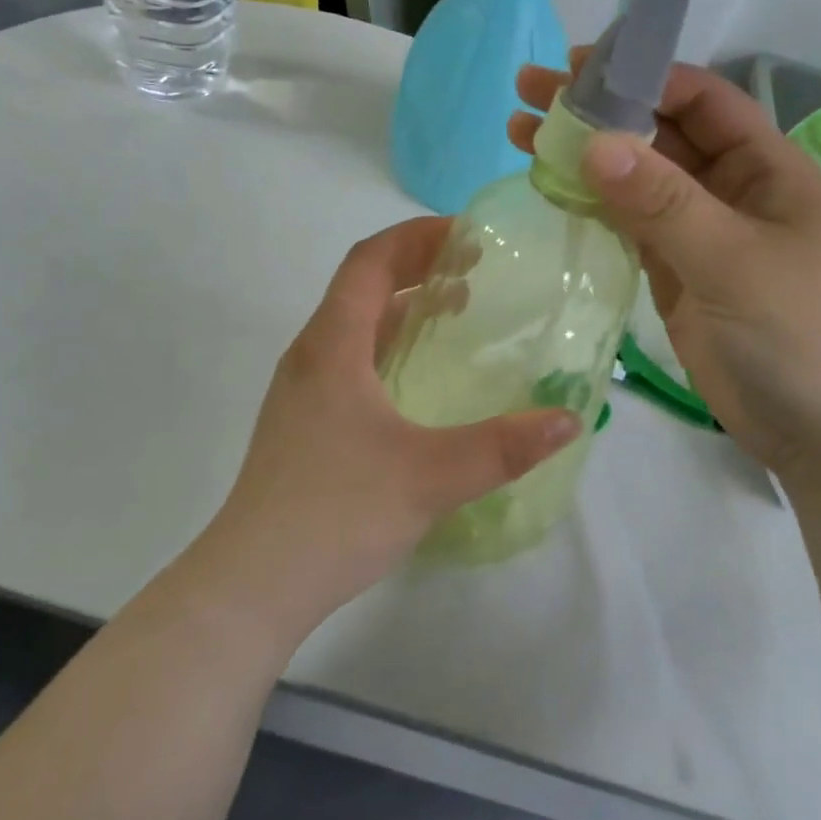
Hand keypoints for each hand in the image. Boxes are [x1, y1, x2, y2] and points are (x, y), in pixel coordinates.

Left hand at [197, 219, 579, 637]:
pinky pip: (348, 358)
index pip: (369, 260)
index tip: (468, 236)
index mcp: (332, 345)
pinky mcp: (302, 421)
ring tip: (454, 312)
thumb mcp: (430, 476)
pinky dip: (388, 344)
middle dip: (416, 266)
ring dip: (401, 306)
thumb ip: (502, 446)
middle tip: (474, 271)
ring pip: (353, 324)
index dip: (417, 236)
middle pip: (361, 285)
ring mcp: (301, 389)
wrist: (252, 583)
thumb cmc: (336, 513)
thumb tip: (568, 418)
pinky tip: (418, 378)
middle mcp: (310, 354)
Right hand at [510, 57, 820, 495]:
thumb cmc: (804, 335)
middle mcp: (729, 189)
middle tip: (528, 93)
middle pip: (658, 133)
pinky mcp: (674, 272)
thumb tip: (593, 142)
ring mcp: (698, 233)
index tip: (576, 70)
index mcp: (764, 167)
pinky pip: (627, 224)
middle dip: (598, 110)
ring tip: (520, 136)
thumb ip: (664, 203)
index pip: (700, 100)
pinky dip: (590, 204)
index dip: (642, 76)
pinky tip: (549, 189)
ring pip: (634, 179)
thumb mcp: (736, 262)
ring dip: (583, 156)